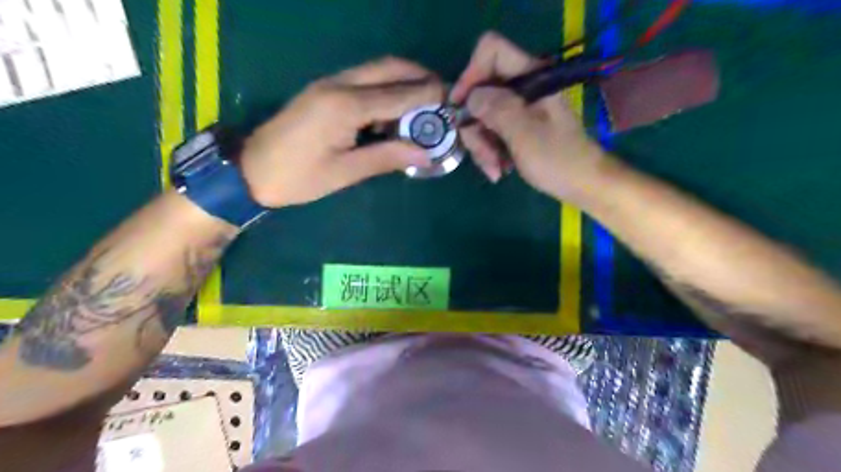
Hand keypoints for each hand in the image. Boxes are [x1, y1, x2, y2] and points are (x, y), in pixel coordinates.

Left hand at [239, 56, 441, 205]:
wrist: (250, 170)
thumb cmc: (298, 177)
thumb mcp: (345, 173)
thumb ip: (387, 158)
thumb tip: (425, 154)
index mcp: (345, 105)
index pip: (399, 93)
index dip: (429, 97)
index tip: (454, 103)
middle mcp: (340, 85)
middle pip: (390, 67)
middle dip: (420, 77)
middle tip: (442, 98)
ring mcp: (330, 84)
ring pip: (377, 71)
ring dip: (404, 82)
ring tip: (425, 107)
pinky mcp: (325, 91)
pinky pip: (364, 81)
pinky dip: (386, 90)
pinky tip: (395, 112)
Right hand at [453, 31, 604, 201]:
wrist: (582, 185)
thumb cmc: (558, 160)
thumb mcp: (525, 135)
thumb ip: (497, 110)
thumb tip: (470, 97)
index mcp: (531, 78)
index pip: (492, 52)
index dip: (471, 74)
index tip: (460, 106)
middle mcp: (522, 89)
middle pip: (480, 93)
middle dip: (476, 128)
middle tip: (485, 155)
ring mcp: (519, 109)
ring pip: (482, 118)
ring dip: (482, 147)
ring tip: (495, 170)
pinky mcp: (516, 128)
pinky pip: (490, 133)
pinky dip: (490, 153)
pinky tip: (498, 170)